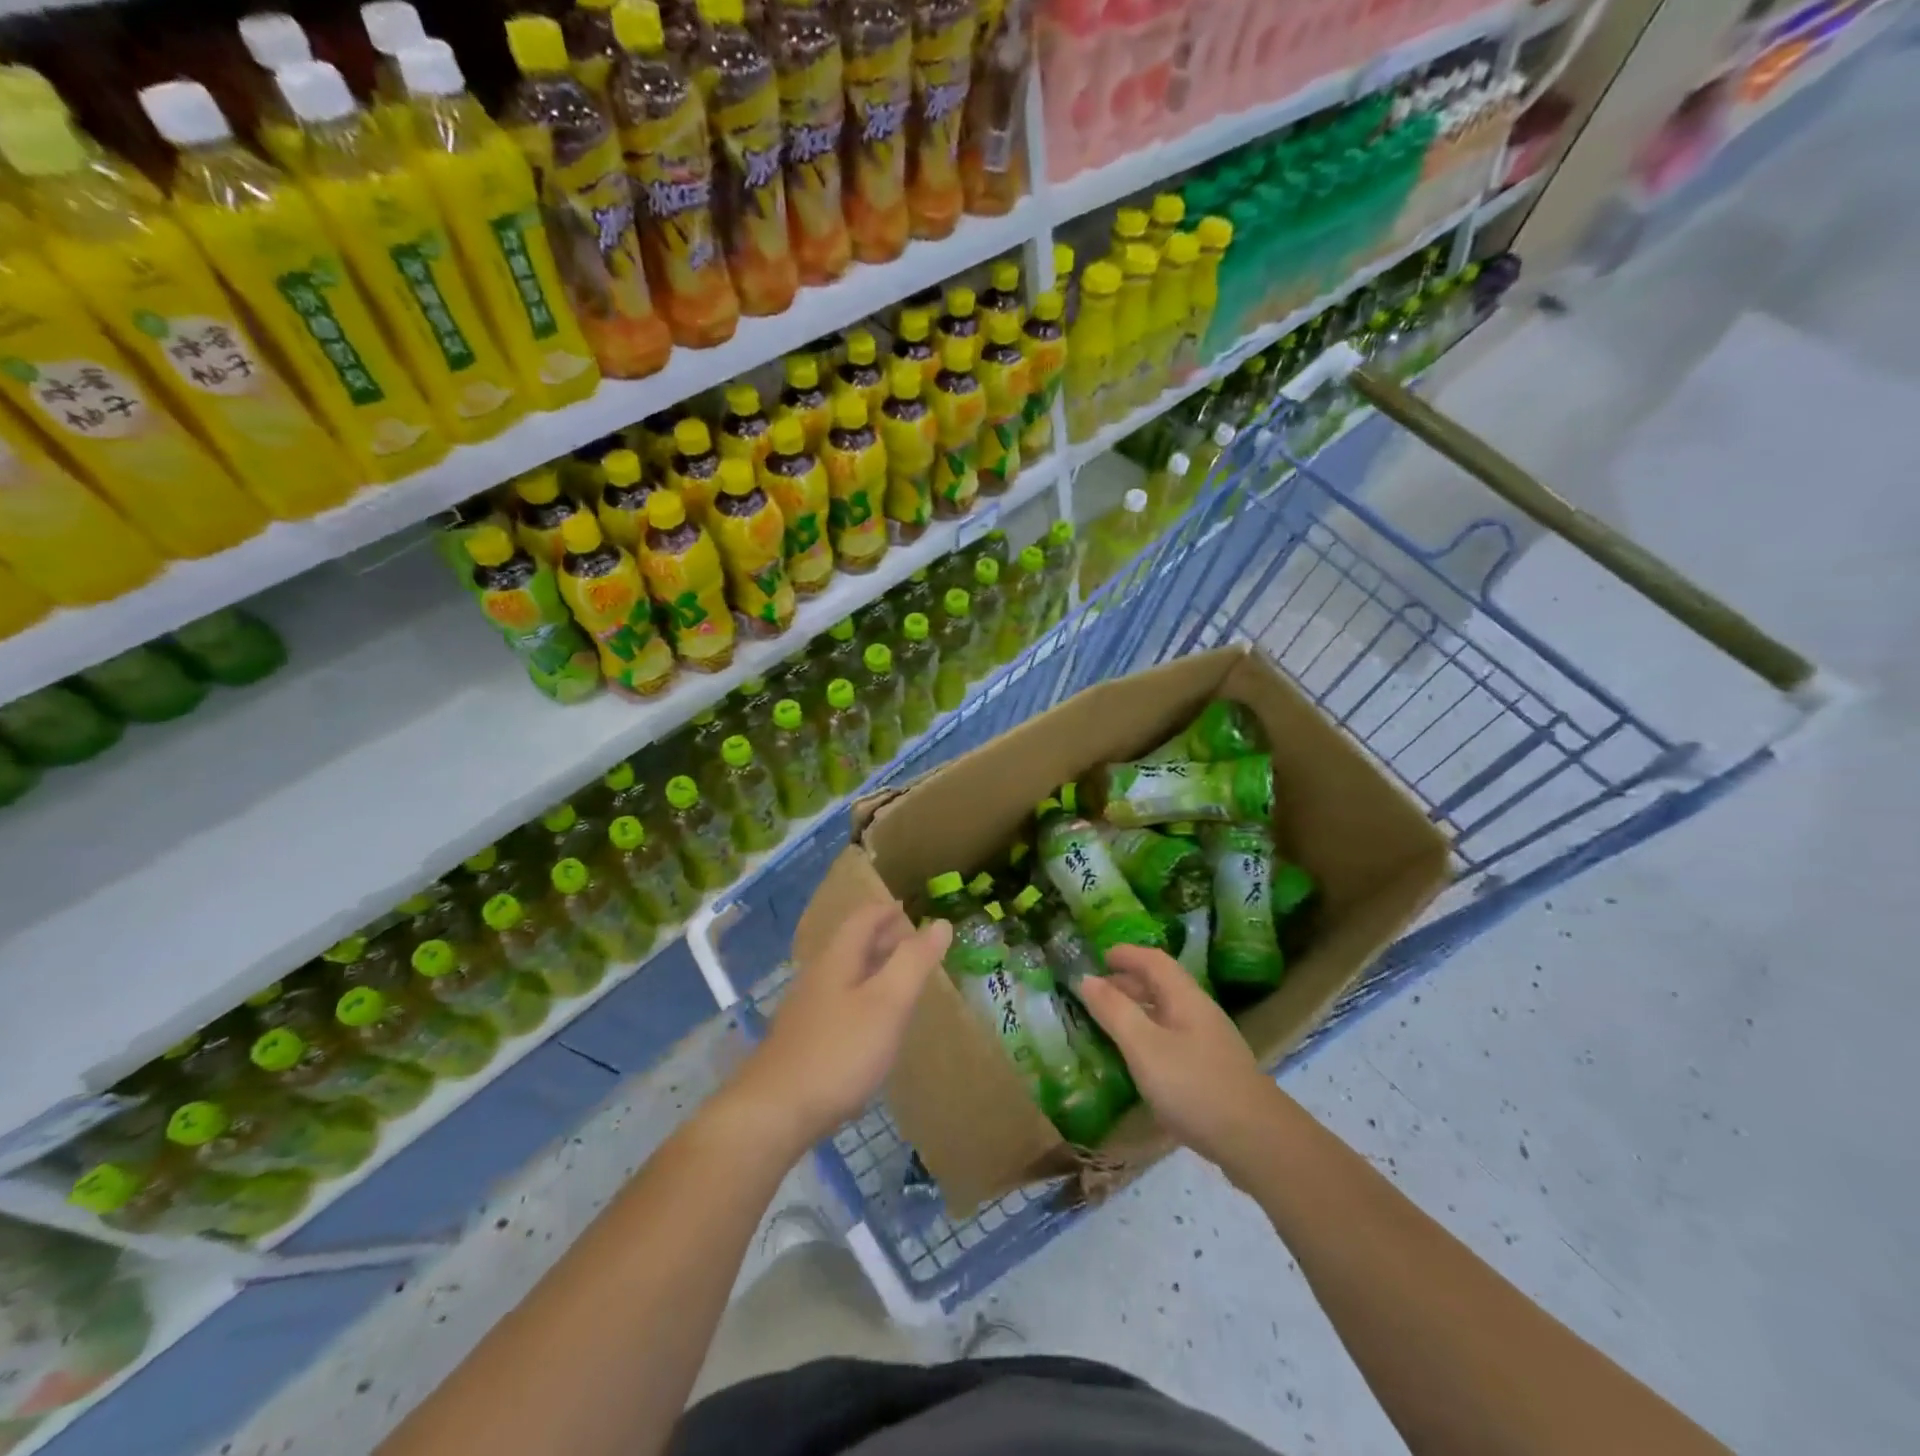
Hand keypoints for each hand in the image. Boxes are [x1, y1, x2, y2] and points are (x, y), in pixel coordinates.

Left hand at [731, 901, 951, 1148]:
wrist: (773, 1112)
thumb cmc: (839, 1052)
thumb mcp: (887, 1003)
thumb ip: (914, 962)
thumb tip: (940, 924)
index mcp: (837, 959)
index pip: (863, 918)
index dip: (888, 911)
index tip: (912, 911)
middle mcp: (818, 976)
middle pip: (852, 944)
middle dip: (883, 938)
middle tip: (915, 945)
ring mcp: (806, 1010)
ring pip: (845, 975)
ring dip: (873, 969)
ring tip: (901, 982)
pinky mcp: (803, 1040)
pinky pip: (839, 1004)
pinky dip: (862, 999)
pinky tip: (873, 1025)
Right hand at [1077, 945, 1281, 1170]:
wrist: (1258, 1142)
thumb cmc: (1194, 1086)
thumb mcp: (1144, 1047)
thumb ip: (1114, 1011)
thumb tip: (1086, 978)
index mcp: (1185, 998)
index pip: (1154, 961)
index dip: (1127, 954)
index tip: (1099, 957)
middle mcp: (1200, 1013)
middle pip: (1163, 985)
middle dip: (1129, 982)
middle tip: (1097, 991)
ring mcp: (1211, 1043)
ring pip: (1168, 1013)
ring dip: (1139, 1010)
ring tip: (1111, 1023)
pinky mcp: (1214, 1071)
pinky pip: (1174, 1038)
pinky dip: (1150, 1036)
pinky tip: (1140, 1059)